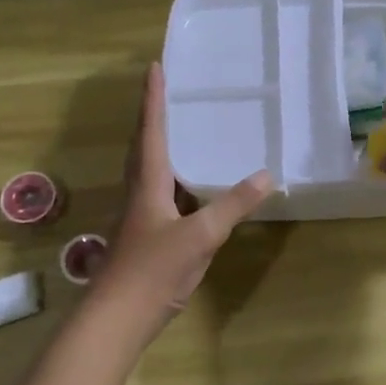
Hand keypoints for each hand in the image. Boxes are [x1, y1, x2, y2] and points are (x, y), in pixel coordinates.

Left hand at [89, 63, 272, 332]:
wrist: (117, 318)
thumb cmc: (153, 269)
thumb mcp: (200, 235)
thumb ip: (233, 205)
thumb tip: (267, 175)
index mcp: (148, 182)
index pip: (150, 130)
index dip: (153, 98)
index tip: (155, 67)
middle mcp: (140, 191)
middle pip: (144, 144)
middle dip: (154, 115)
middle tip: (168, 91)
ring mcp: (141, 215)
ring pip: (151, 169)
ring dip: (162, 144)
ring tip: (184, 128)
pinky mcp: (147, 235)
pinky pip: (162, 192)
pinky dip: (177, 178)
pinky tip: (194, 186)